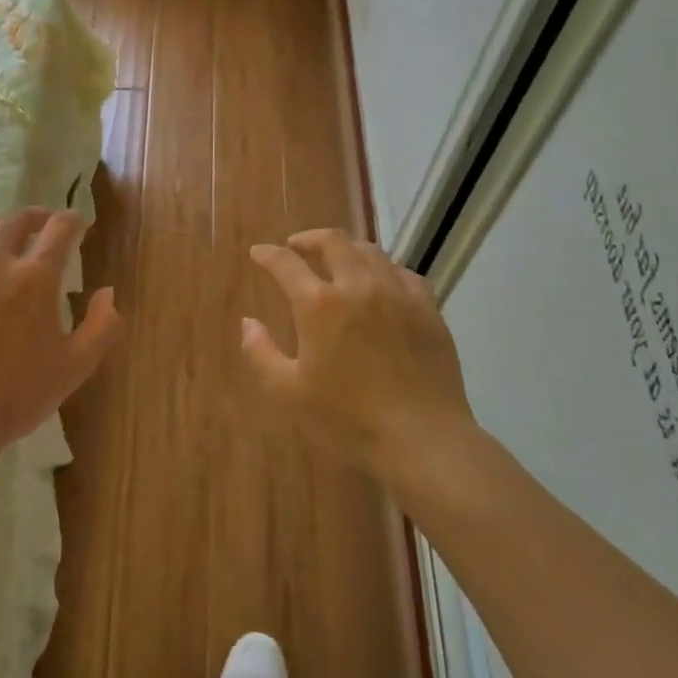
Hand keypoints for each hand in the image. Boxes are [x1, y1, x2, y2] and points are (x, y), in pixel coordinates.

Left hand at [0, 209, 121, 465]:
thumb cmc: (15, 396)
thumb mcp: (75, 367)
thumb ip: (102, 325)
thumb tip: (107, 292)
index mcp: (34, 277)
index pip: (60, 228)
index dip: (73, 222)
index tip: (77, 227)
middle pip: (16, 220)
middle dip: (37, 217)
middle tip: (44, 226)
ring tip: (0, 237)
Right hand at [243, 230, 479, 483]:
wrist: (421, 438)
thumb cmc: (347, 418)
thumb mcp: (288, 392)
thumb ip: (261, 352)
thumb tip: (248, 322)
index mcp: (319, 304)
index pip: (286, 264)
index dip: (268, 255)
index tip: (258, 253)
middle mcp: (359, 286)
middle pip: (334, 242)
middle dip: (310, 238)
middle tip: (298, 246)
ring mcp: (398, 294)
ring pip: (371, 252)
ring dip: (347, 249)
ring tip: (337, 260)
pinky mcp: (428, 309)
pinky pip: (404, 273)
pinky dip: (384, 269)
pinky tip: (382, 283)